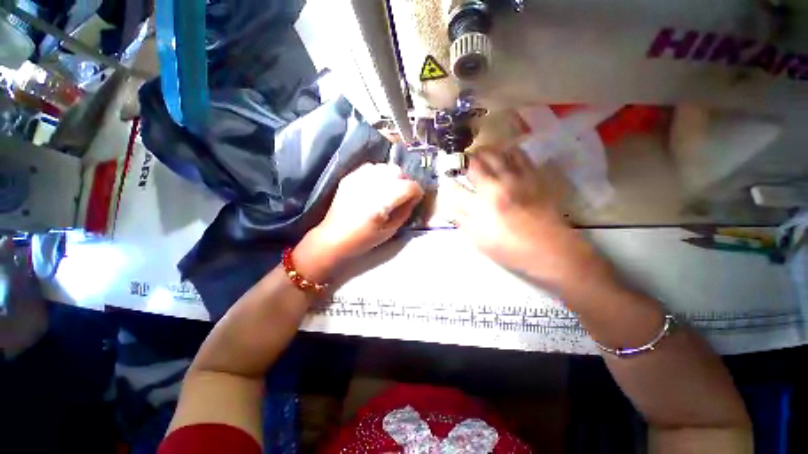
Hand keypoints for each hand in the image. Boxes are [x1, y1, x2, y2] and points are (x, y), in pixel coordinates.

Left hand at [295, 163, 423, 280]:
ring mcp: (358, 179)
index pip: (408, 186)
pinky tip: (376, 186)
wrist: (333, 237)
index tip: (416, 199)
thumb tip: (413, 198)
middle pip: (397, 171)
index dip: (417, 191)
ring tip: (390, 189)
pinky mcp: (350, 177)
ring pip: (385, 167)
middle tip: (403, 194)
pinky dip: (379, 174)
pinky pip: (371, 167)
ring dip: (392, 177)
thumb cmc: (363, 239)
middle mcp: (370, 186)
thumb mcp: (390, 231)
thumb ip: (405, 212)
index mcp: (381, 203)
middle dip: (405, 181)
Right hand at [447, 148, 583, 282]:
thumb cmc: (510, 250)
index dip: (449, 184)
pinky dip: (508, 151)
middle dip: (462, 161)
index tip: (448, 184)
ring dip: (483, 152)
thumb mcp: (479, 241)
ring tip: (479, 156)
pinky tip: (504, 156)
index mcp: (480, 205)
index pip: (456, 188)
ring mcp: (515, 179)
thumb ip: (463, 221)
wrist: (550, 250)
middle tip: (460, 163)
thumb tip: (451, 208)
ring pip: (495, 153)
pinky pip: (519, 155)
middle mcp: (495, 186)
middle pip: (474, 163)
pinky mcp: (532, 176)